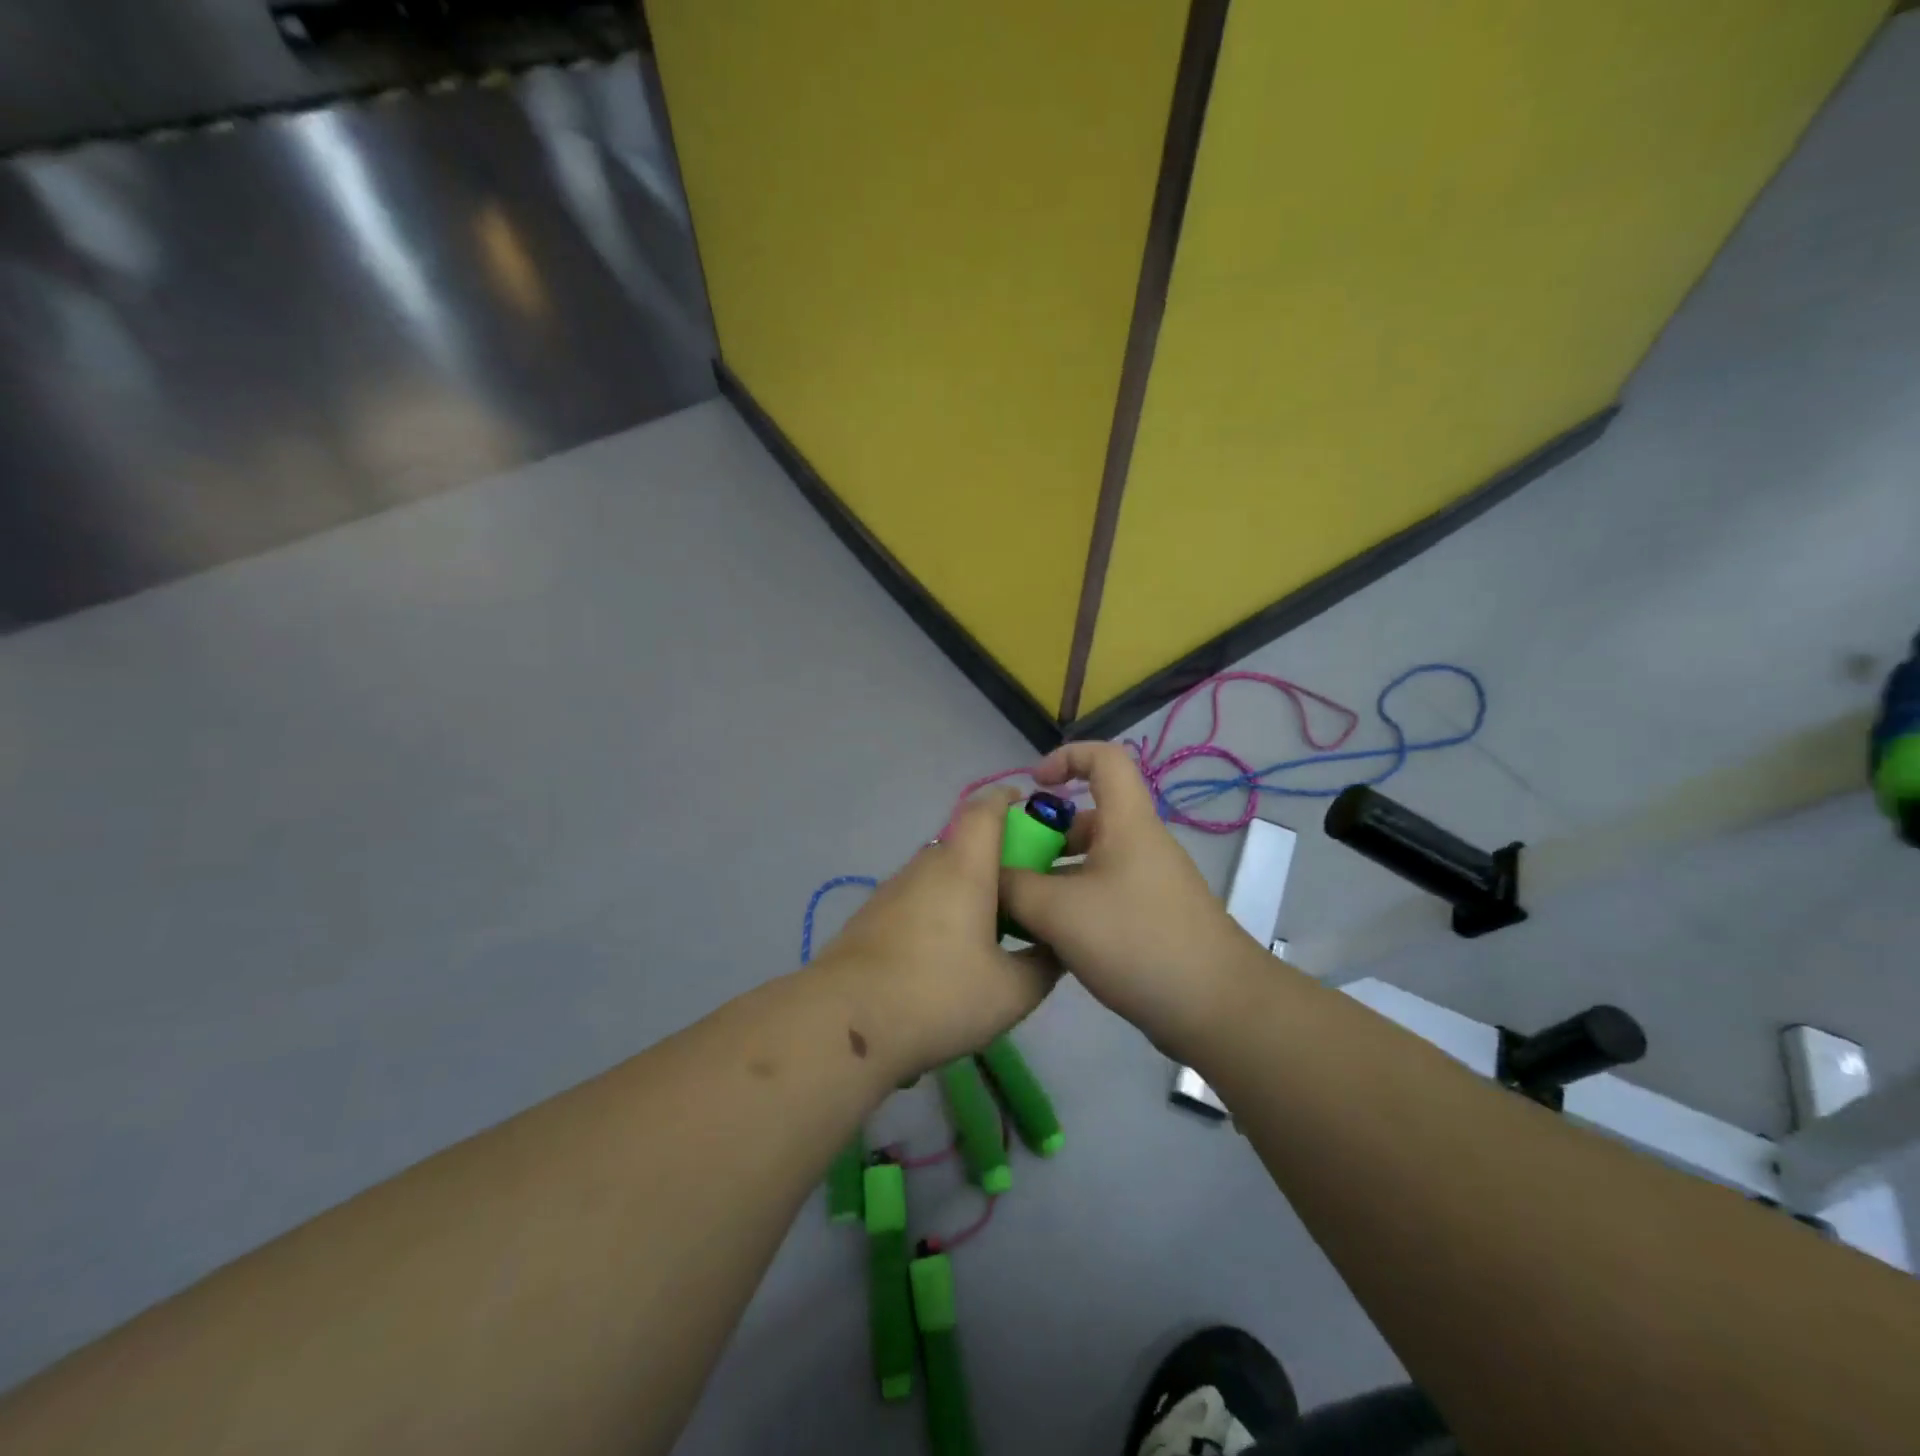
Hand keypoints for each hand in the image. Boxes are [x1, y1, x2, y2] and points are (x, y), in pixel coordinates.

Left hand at [811, 788, 1058, 1079]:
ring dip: (967, 889)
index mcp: (963, 866)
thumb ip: (1044, 963)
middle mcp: (925, 865)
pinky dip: (940, 911)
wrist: (845, 1023)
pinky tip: (946, 958)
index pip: (986, 808)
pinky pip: (918, 898)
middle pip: (965, 843)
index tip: (1033, 812)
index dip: (1010, 800)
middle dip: (998, 859)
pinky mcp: (872, 916)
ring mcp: (893, 889)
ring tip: (990, 935)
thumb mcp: (1013, 991)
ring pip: (940, 874)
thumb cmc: (939, 995)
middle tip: (1024, 896)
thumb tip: (1056, 946)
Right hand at [998, 742, 1251, 1056]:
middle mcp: (1140, 845)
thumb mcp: (1060, 911)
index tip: (1033, 785)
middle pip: (1088, 818)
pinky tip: (1048, 939)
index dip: (1066, 757)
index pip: (1104, 758)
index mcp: (1127, 823)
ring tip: (1018, 908)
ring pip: (1091, 862)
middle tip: (1010, 865)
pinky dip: (1073, 904)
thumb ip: (1014, 887)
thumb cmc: (1137, 941)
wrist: (1216, 1008)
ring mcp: (1148, 883)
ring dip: (1053, 876)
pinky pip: (1102, 895)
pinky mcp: (1151, 918)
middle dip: (1045, 835)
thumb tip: (989, 875)